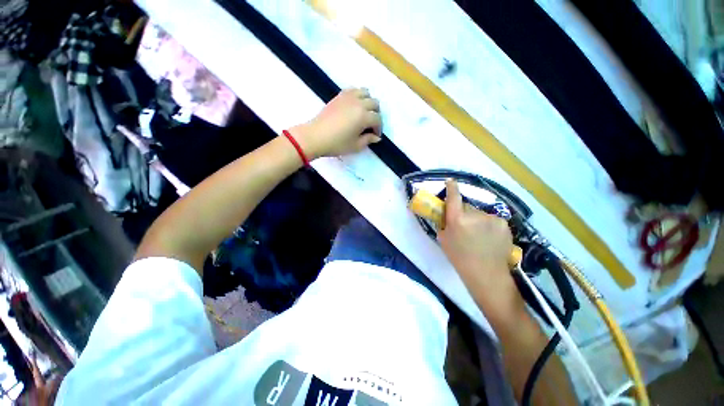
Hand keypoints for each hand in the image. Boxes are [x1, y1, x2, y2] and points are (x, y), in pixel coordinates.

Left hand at [291, 88, 381, 158]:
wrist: (315, 136)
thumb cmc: (337, 144)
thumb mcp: (355, 146)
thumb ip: (368, 140)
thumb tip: (376, 137)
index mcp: (364, 116)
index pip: (377, 119)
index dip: (378, 128)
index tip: (375, 135)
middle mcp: (359, 103)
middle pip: (374, 103)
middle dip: (376, 114)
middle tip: (371, 125)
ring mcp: (348, 97)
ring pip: (366, 92)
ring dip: (368, 102)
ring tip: (364, 113)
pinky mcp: (339, 95)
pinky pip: (353, 90)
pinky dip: (358, 95)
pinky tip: (354, 105)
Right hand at [438, 180, 520, 317]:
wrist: (486, 273)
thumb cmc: (459, 257)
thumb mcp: (443, 239)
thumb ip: (444, 223)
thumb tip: (446, 213)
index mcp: (458, 219)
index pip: (454, 197)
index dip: (452, 187)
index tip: (450, 181)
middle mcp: (475, 215)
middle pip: (467, 206)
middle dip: (464, 212)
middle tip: (464, 226)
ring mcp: (492, 219)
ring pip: (480, 213)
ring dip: (477, 219)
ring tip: (479, 235)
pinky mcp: (503, 223)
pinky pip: (491, 219)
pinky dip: (488, 225)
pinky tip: (489, 237)